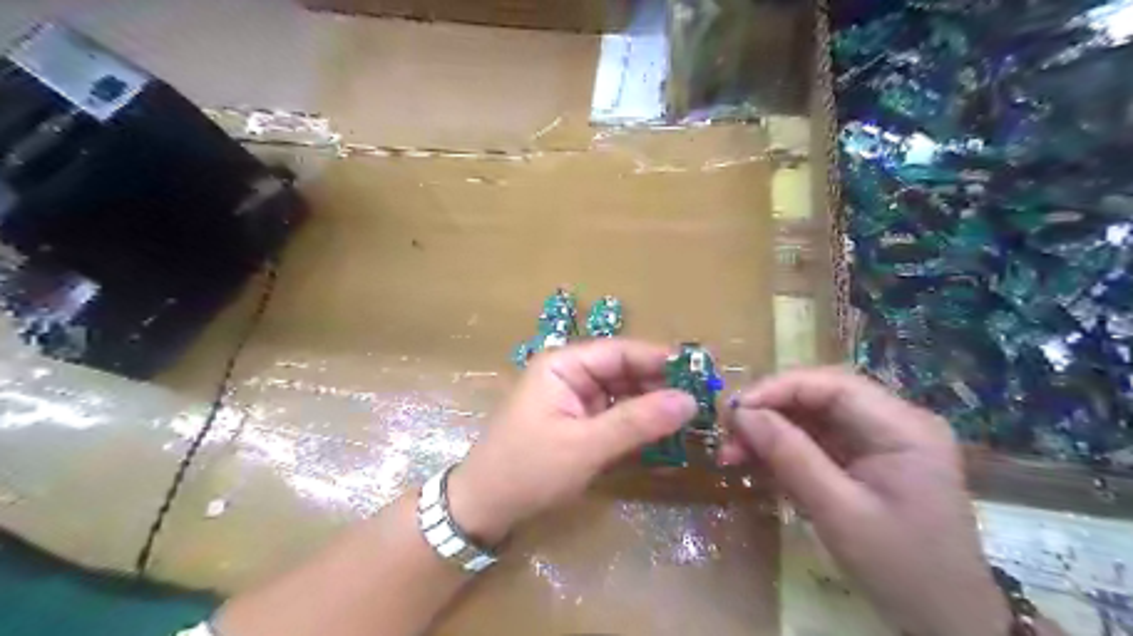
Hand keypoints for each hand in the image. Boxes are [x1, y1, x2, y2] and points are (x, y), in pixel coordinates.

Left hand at [448, 341, 696, 543]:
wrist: (485, 508)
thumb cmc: (528, 469)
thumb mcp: (585, 446)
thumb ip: (637, 422)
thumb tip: (689, 400)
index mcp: (564, 364)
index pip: (620, 351)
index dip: (660, 358)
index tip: (701, 369)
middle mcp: (570, 374)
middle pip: (624, 370)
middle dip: (660, 384)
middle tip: (704, 399)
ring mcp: (574, 399)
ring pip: (623, 394)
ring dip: (653, 406)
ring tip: (693, 417)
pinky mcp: (578, 423)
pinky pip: (616, 416)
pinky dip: (639, 425)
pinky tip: (665, 434)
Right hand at [722, 365, 1013, 635]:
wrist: (946, 622)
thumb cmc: (901, 569)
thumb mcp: (839, 512)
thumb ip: (790, 456)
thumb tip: (741, 415)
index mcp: (904, 427)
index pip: (832, 385)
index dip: (777, 388)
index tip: (734, 410)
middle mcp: (895, 422)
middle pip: (820, 397)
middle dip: (769, 412)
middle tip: (727, 435)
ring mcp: (882, 441)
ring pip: (813, 418)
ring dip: (771, 432)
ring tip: (732, 454)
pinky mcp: (868, 460)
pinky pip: (818, 441)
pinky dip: (784, 451)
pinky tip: (756, 464)